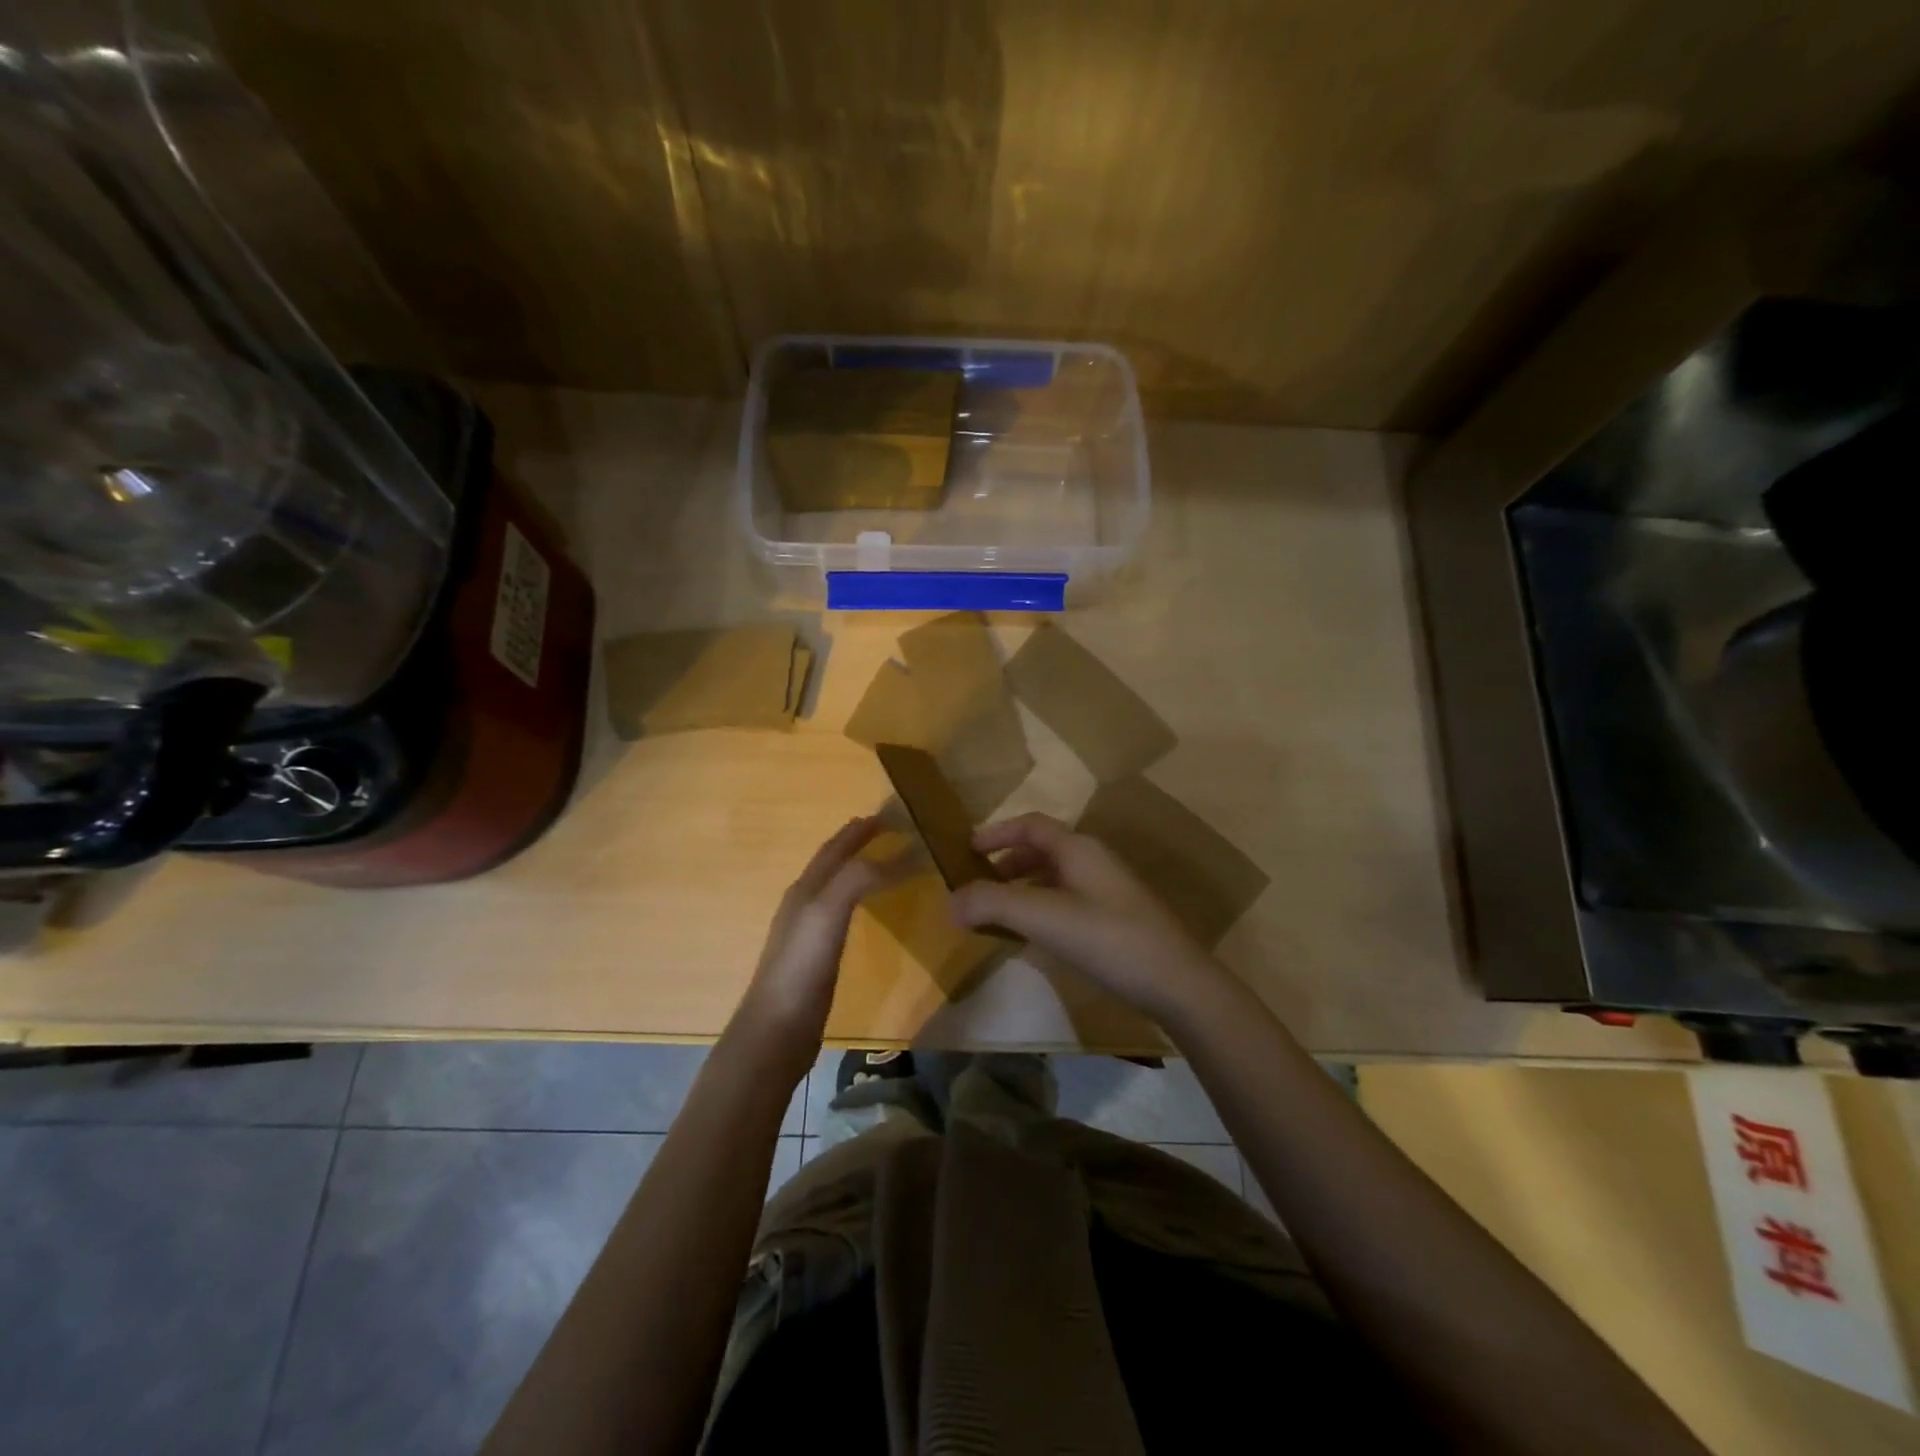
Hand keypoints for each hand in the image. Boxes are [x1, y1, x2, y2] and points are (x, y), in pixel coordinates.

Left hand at [733, 817, 894, 1074]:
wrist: (776, 1029)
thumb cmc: (801, 967)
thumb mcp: (828, 912)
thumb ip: (858, 878)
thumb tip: (900, 853)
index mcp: (806, 888)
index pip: (835, 848)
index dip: (860, 830)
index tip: (891, 814)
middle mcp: (803, 902)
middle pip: (831, 862)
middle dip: (856, 842)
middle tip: (888, 829)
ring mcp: (806, 931)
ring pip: (834, 886)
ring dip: (856, 868)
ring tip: (881, 862)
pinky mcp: (814, 957)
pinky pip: (839, 913)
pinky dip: (856, 898)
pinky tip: (863, 911)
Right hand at [948, 812, 1232, 1025]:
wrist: (1176, 982)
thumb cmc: (1107, 938)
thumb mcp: (1043, 917)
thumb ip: (993, 904)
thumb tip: (951, 901)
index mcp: (1078, 849)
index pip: (1031, 825)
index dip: (997, 832)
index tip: (967, 850)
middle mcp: (1094, 861)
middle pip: (1042, 850)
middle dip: (1007, 864)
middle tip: (979, 886)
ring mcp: (1109, 891)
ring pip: (1055, 878)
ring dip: (1023, 889)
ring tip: (999, 914)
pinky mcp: (1116, 920)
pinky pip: (1068, 902)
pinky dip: (1042, 910)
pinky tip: (1033, 939)